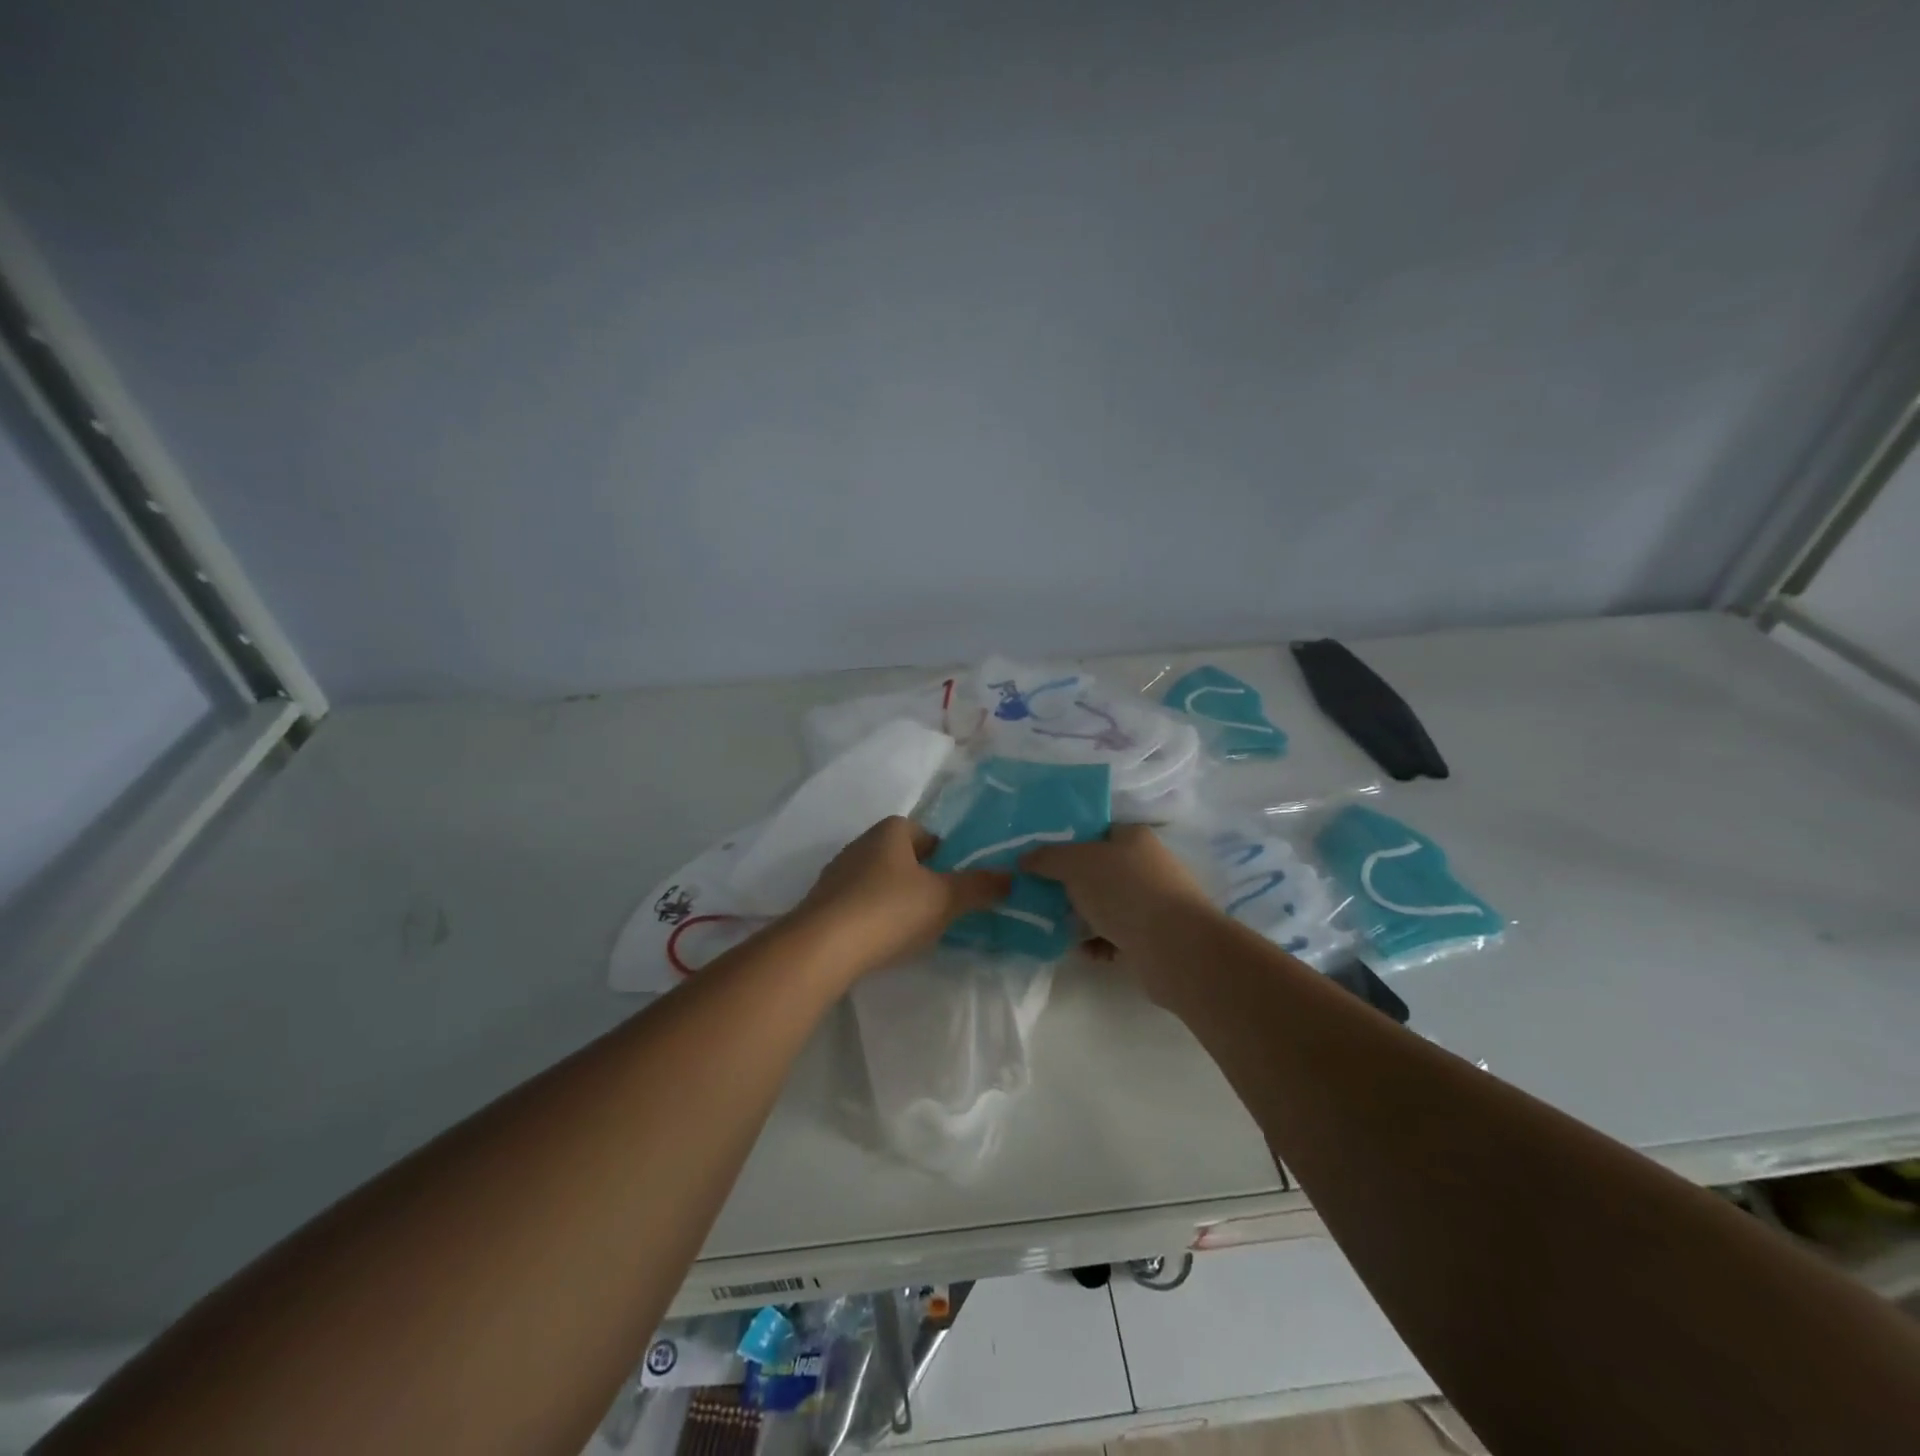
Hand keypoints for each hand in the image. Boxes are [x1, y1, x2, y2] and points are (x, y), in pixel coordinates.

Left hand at [792, 817, 1010, 976]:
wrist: (821, 948)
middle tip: (942, 907)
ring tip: (914, 929)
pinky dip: (874, 918)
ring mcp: (837, 875)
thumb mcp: (944, 899)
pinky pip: (859, 905)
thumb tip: (1012, 877)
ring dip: (896, 899)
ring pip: (879, 882)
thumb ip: (979, 887)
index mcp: (890, 832)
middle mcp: (860, 844)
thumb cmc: (889, 910)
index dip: (946, 855)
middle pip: (902, 857)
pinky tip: (882, 942)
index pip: (926, 834)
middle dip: (922, 878)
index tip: (957, 883)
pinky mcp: (822, 905)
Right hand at [1022, 824, 1216, 957]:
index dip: (1067, 845)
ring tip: (1064, 932)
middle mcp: (1147, 864)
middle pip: (1099, 872)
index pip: (1095, 833)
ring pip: (1107, 906)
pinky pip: (1119, 935)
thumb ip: (1047, 858)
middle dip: (1071, 888)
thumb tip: (1024, 859)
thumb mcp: (1076, 865)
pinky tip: (1089, 953)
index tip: (1042, 863)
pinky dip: (1101, 943)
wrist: (1175, 947)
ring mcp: (1155, 901)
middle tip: (1046, 900)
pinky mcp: (1156, 935)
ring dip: (1084, 920)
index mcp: (1133, 837)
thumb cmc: (1124, 891)